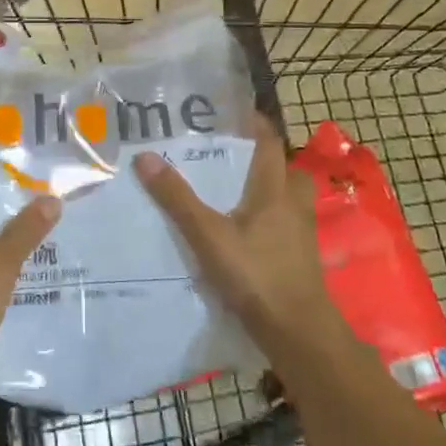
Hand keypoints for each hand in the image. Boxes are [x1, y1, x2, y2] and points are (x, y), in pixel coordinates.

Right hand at [133, 115, 342, 359]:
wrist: (298, 332)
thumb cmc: (256, 275)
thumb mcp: (209, 235)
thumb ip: (177, 198)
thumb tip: (144, 156)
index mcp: (275, 190)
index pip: (270, 143)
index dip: (255, 125)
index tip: (233, 113)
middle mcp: (293, 206)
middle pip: (286, 170)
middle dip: (264, 159)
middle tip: (232, 155)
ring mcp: (300, 234)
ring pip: (287, 200)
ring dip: (268, 190)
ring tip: (234, 192)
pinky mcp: (299, 259)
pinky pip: (284, 226)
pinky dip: (267, 220)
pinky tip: (244, 233)